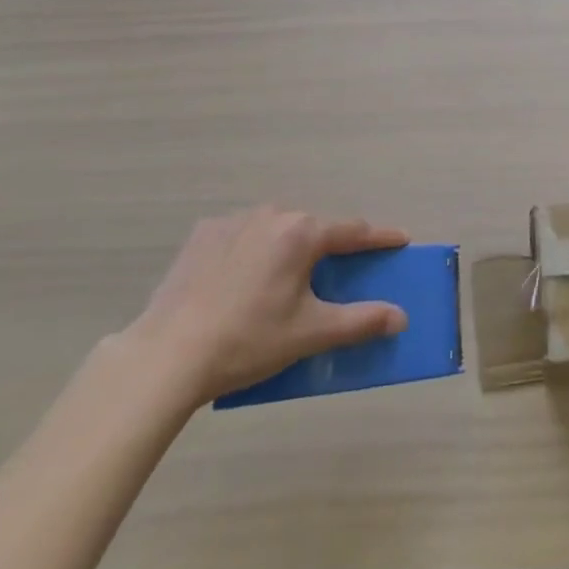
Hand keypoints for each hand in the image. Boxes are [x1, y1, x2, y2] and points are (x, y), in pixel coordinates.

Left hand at [118, 208, 409, 411]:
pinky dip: (251, 250)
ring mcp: (234, 219)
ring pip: (276, 229)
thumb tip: (400, 316)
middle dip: (328, 248)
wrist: (167, 354)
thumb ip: (360, 321)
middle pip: (312, 228)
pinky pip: (242, 235)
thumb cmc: (248, 341)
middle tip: (335, 274)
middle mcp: (273, 213)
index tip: (402, 240)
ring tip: (282, 282)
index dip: (381, 238)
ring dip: (288, 247)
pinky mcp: (203, 233)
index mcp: (302, 233)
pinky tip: (240, 280)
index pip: (354, 231)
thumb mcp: (310, 334)